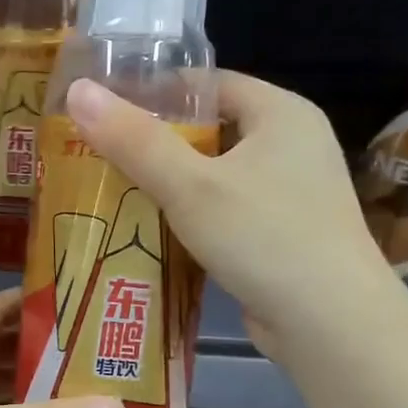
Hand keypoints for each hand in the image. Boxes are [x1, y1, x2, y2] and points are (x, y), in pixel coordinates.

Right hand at [64, 73, 396, 349]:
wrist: (329, 323)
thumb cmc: (263, 237)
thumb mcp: (189, 185)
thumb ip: (133, 140)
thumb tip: (78, 91)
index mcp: (282, 113)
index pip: (209, 84)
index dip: (156, 94)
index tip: (106, 112)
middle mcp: (292, 144)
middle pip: (209, 130)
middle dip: (154, 144)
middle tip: (98, 156)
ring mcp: (290, 192)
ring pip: (214, 175)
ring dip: (168, 185)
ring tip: (111, 192)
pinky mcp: (282, 233)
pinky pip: (224, 211)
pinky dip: (188, 217)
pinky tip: (150, 232)